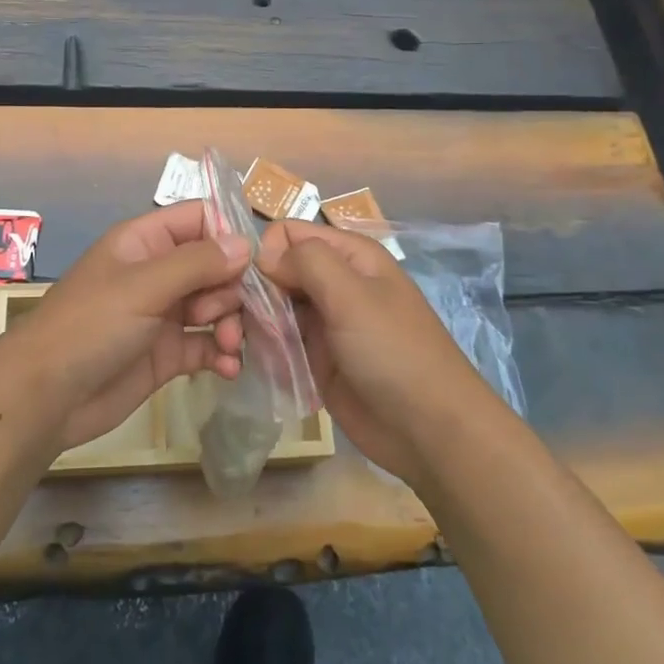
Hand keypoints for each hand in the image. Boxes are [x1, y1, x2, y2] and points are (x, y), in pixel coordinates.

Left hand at [6, 204, 249, 452]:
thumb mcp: (143, 286)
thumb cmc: (90, 326)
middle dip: (232, 289)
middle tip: (225, 316)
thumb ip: (196, 263)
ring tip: (230, 346)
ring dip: (232, 323)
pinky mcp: (167, 354)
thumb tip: (245, 243)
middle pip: (215, 266)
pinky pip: (207, 344)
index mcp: (145, 242)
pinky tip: (229, 368)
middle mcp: (158, 273)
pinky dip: (222, 354)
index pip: (199, 219)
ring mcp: (163, 314)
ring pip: (216, 306)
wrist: (46, 397)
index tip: (251, 264)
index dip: (228, 236)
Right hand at [257, 220, 498, 486]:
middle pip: (275, 270)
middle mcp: (334, 282)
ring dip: (254, 324)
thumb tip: (264, 255)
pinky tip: (259, 365)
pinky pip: (279, 341)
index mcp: (349, 256)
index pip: (287, 233)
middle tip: (234, 326)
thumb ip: (307, 261)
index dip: (265, 254)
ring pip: (272, 306)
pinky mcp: (316, 357)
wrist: (429, 431)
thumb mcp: (353, 296)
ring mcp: (324, 321)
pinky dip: (266, 349)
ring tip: (242, 349)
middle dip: (253, 293)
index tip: (253, 288)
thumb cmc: (394, 353)